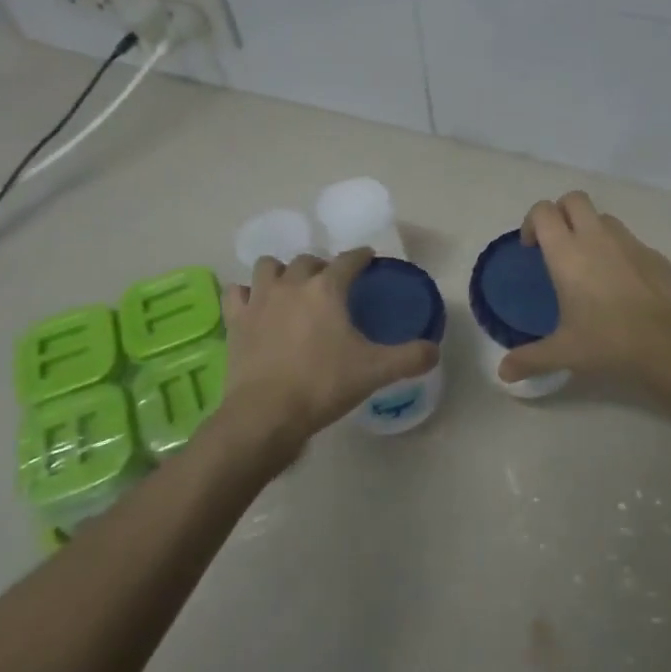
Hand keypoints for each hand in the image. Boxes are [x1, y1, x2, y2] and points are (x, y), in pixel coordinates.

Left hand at [220, 249, 437, 461]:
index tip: (368, 258)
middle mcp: (291, 284)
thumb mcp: (375, 372)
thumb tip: (434, 350)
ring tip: (291, 288)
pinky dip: (246, 294)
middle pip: (308, 260)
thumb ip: (410, 358)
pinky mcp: (236, 321)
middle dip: (322, 267)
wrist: (267, 414)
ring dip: (282, 272)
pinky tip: (255, 305)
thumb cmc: (323, 385)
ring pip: (269, 267)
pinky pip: (237, 293)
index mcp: (326, 289)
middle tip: (332, 283)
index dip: (361, 257)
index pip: (348, 260)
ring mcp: (259, 300)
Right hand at [497, 191, 670, 391]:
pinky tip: (621, 285)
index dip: (531, 222)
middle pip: (573, 199)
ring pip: (603, 217)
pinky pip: (629, 240)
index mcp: (567, 253)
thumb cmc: (609, 341)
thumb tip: (503, 374)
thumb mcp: (564, 353)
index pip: (543, 212)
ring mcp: (629, 242)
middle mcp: (597, 237)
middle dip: (561, 213)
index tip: (531, 248)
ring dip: (590, 229)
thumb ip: (530, 359)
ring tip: (589, 265)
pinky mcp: (654, 254)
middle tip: (557, 245)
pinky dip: (618, 251)